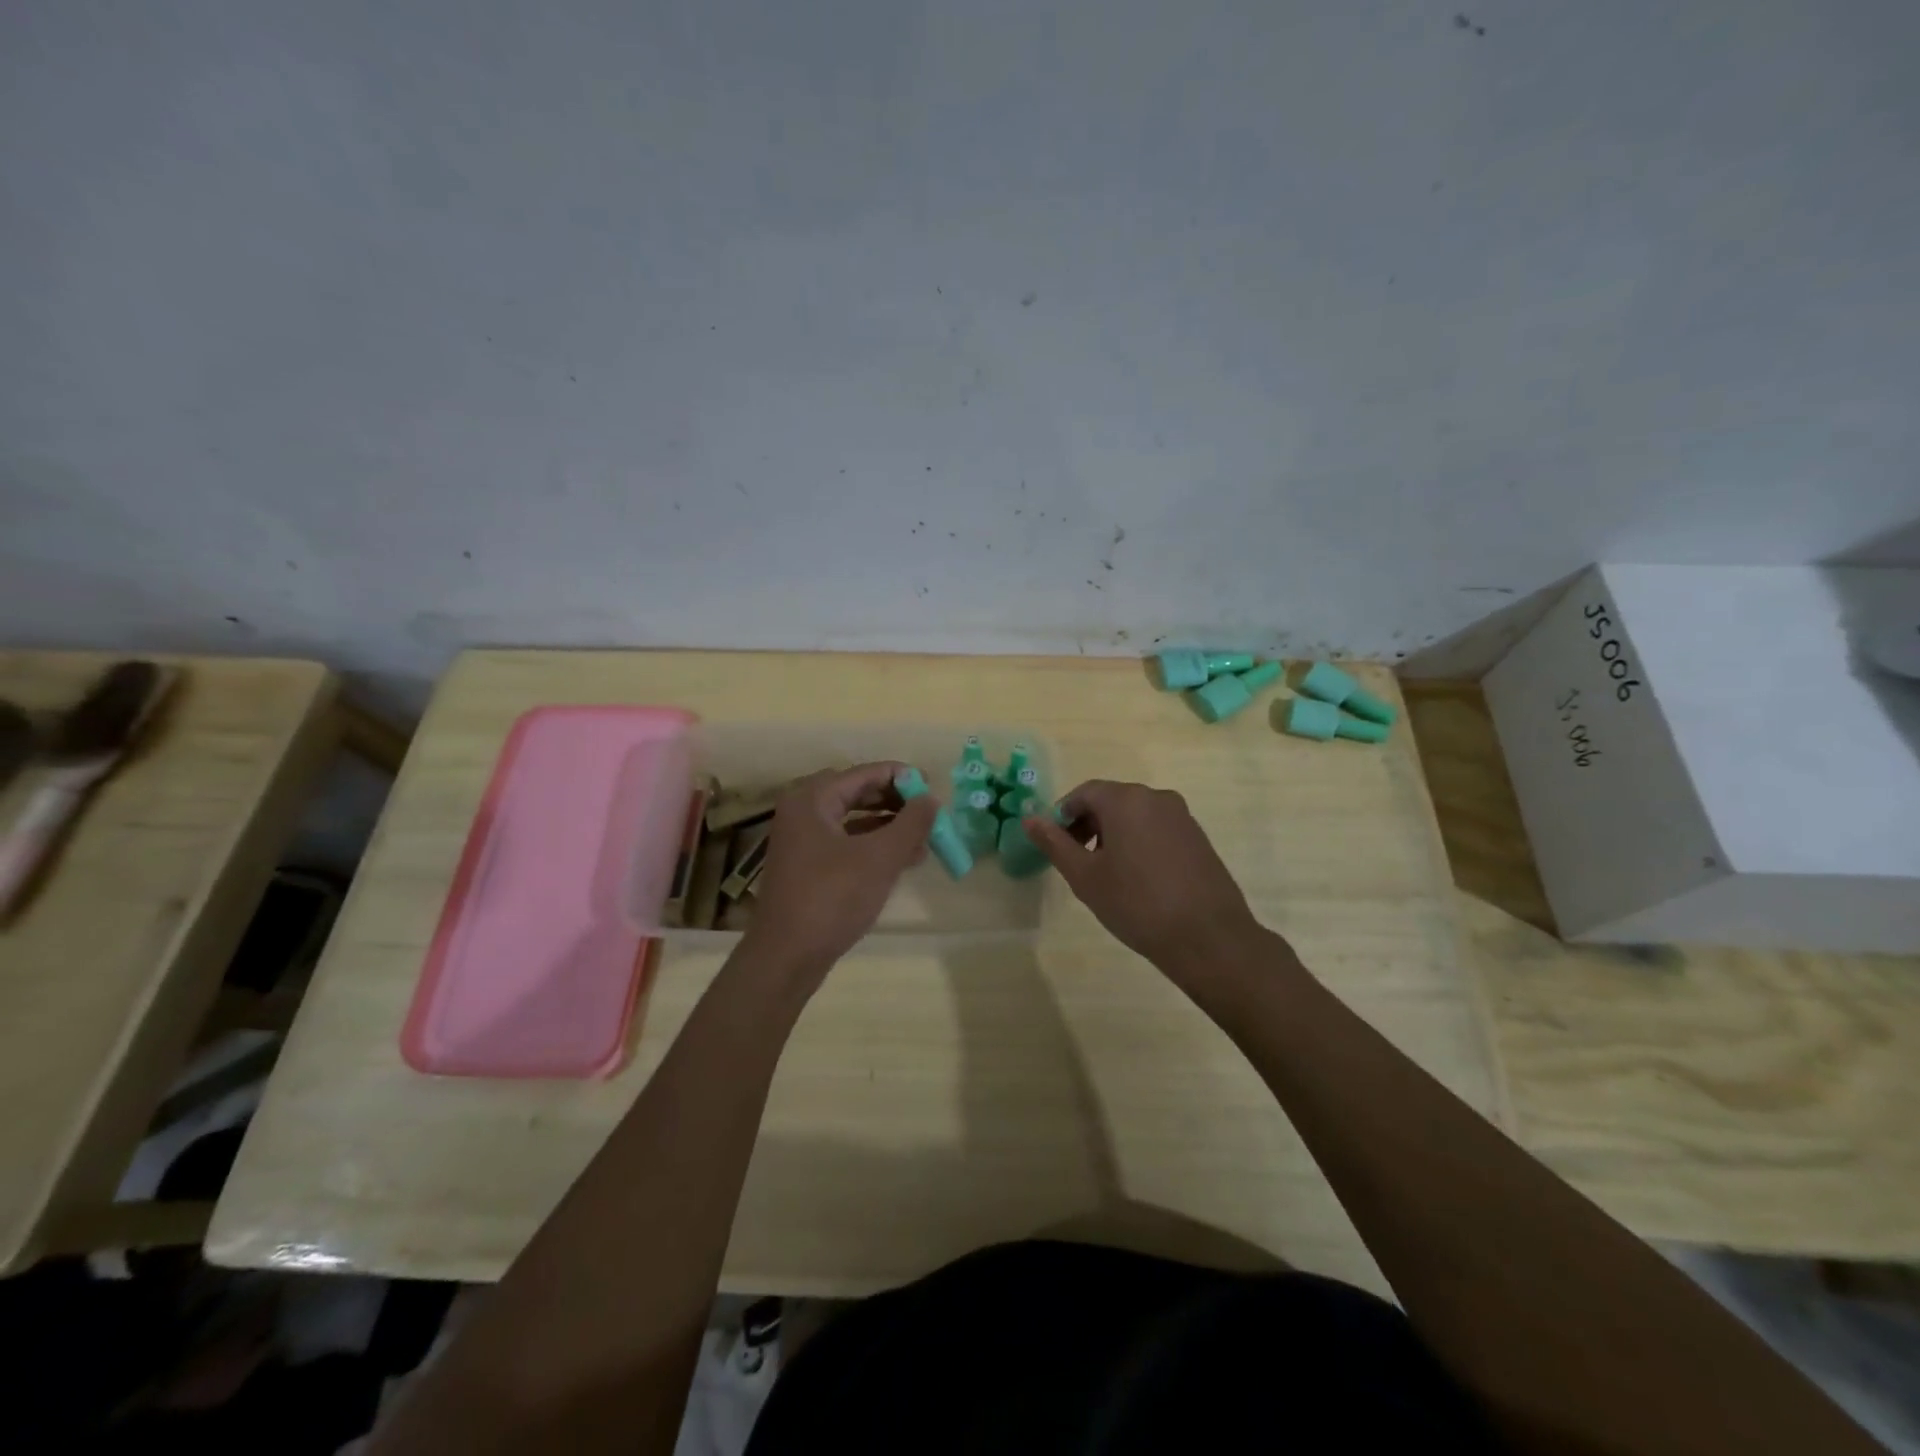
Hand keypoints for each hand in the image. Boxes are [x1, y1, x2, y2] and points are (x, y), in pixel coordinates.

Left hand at [741, 762, 937, 980]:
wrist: (787, 957)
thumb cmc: (832, 898)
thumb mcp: (880, 858)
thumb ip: (910, 824)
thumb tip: (931, 798)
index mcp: (812, 799)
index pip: (864, 773)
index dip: (901, 777)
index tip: (933, 787)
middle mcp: (802, 812)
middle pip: (857, 793)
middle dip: (895, 802)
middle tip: (929, 812)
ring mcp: (802, 841)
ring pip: (853, 820)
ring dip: (888, 826)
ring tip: (925, 838)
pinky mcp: (808, 867)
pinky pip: (846, 843)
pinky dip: (874, 846)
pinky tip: (903, 860)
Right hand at [1024, 779, 1270, 978]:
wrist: (1207, 937)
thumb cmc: (1136, 903)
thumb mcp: (1085, 876)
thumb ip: (1054, 843)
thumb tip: (1029, 818)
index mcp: (1126, 800)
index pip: (1084, 793)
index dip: (1063, 815)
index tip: (1054, 844)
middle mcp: (1156, 797)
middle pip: (1111, 800)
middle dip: (1087, 824)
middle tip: (1075, 860)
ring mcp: (1182, 816)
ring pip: (1135, 815)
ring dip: (1113, 834)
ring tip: (1105, 872)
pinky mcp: (1198, 837)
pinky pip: (1157, 828)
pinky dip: (1139, 842)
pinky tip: (1137, 878)